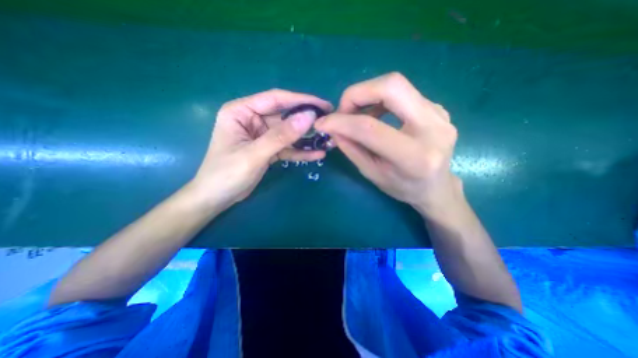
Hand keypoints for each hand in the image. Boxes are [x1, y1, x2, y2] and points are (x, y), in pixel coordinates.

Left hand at [189, 89, 330, 210]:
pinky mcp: (268, 149)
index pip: (275, 99)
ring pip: (288, 133)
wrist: (217, 198)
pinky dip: (300, 151)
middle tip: (328, 123)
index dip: (300, 100)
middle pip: (284, 116)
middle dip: (306, 121)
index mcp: (241, 111)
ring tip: (326, 140)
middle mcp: (252, 119)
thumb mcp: (255, 154)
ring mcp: (261, 135)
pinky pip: (286, 147)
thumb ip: (281, 136)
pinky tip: (316, 155)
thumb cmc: (226, 174)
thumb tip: (308, 117)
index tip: (323, 105)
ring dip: (306, 138)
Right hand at [314, 72, 458, 213]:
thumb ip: (351, 149)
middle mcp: (433, 128)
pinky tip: (375, 115)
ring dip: (367, 96)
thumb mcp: (372, 174)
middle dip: (357, 94)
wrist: (437, 187)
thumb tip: (332, 127)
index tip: (323, 123)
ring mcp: (439, 114)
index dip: (341, 122)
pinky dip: (380, 100)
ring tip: (357, 116)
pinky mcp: (437, 108)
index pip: (370, 128)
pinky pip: (402, 93)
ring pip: (396, 85)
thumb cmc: (403, 187)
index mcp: (414, 156)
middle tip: (343, 111)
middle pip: (391, 87)